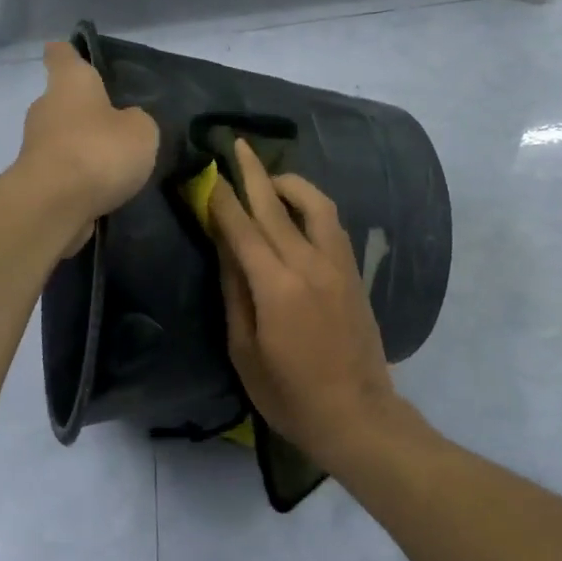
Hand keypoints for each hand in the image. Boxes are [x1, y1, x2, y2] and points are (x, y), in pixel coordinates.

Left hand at [16, 42, 158, 254]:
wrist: (53, 206)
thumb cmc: (98, 151)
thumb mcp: (141, 131)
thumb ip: (136, 121)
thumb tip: (124, 124)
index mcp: (70, 83)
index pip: (62, 55)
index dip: (68, 52)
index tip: (72, 52)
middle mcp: (47, 108)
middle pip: (63, 100)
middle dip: (85, 109)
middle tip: (116, 120)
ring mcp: (36, 145)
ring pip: (63, 137)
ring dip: (83, 145)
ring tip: (116, 161)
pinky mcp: (36, 180)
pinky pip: (63, 169)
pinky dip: (78, 175)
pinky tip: (102, 188)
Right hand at [208, 140, 400, 467]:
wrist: (356, 415)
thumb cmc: (289, 393)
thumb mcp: (245, 350)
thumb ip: (235, 292)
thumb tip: (225, 247)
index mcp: (276, 285)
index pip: (241, 227)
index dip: (221, 198)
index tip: (205, 173)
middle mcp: (309, 263)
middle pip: (275, 205)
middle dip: (252, 173)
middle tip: (235, 145)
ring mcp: (337, 265)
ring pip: (315, 205)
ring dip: (289, 183)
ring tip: (268, 176)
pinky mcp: (353, 273)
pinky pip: (332, 224)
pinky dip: (312, 206)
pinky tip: (298, 209)